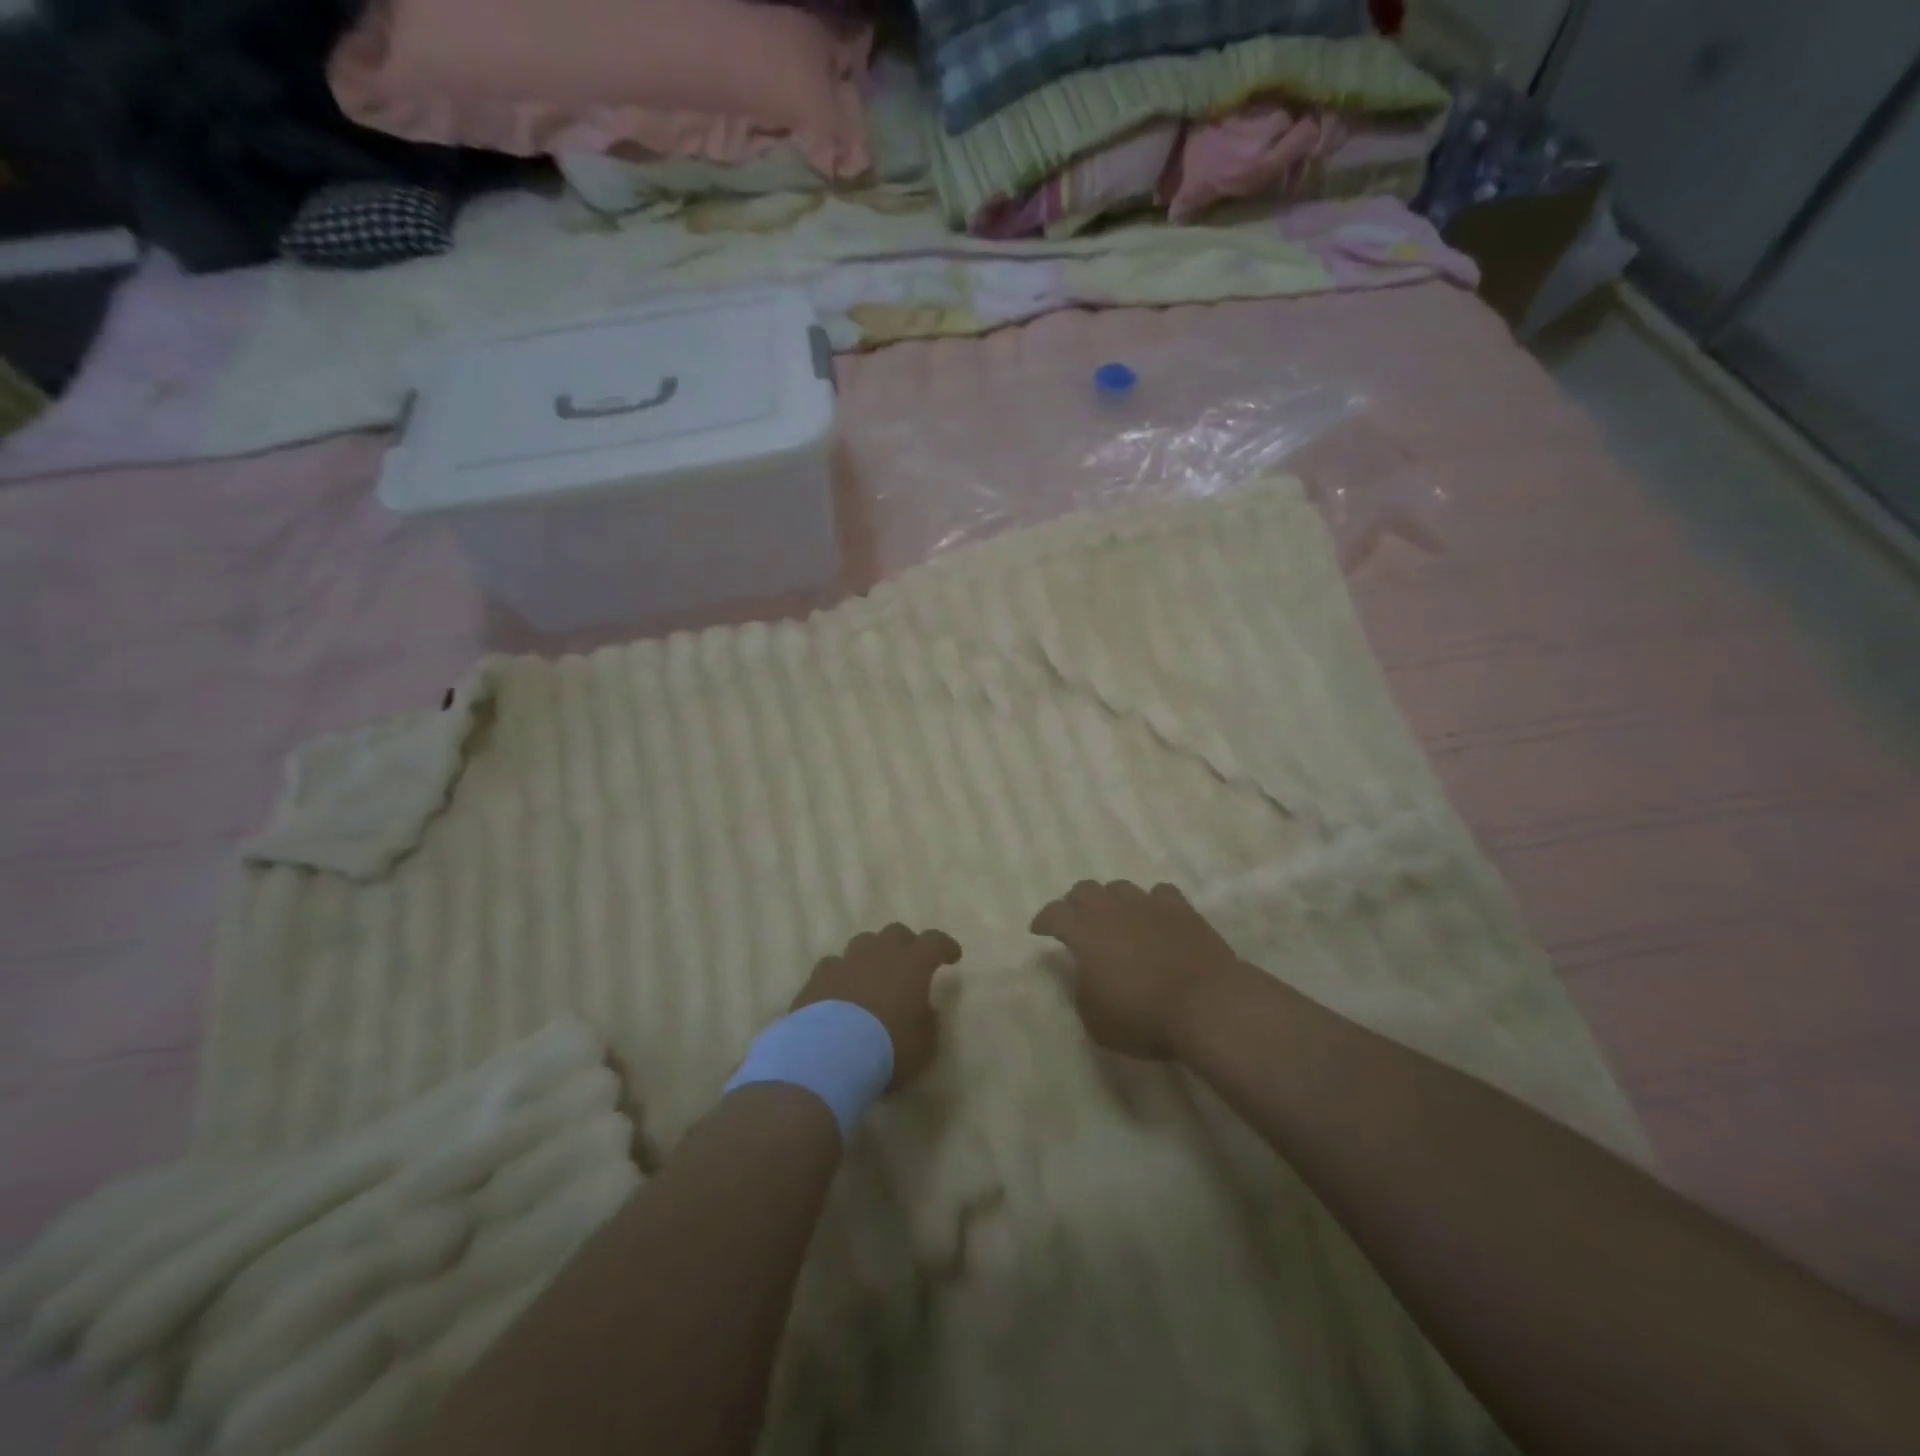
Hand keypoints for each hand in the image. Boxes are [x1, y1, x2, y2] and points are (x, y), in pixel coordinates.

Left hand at [792, 924, 960, 1087]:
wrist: (830, 1055)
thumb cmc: (888, 1049)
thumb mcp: (924, 1046)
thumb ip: (928, 1023)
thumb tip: (926, 1011)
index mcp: (913, 964)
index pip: (935, 941)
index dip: (945, 946)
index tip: (952, 956)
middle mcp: (880, 953)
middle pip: (896, 933)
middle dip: (905, 945)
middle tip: (908, 965)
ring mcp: (846, 961)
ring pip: (862, 943)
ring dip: (871, 955)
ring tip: (872, 976)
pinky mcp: (818, 977)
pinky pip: (833, 966)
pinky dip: (841, 975)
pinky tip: (840, 991)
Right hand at [1030, 881, 1243, 1059]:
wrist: (1207, 1004)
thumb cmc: (1144, 1018)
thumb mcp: (1096, 1021)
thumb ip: (1083, 992)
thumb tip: (1087, 976)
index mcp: (1084, 933)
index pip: (1054, 914)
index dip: (1043, 920)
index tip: (1039, 930)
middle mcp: (1112, 910)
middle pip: (1085, 889)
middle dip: (1075, 903)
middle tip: (1076, 922)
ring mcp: (1148, 905)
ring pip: (1120, 887)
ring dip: (1112, 901)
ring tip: (1117, 919)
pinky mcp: (1181, 909)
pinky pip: (1159, 894)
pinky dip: (1152, 904)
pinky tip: (1155, 918)